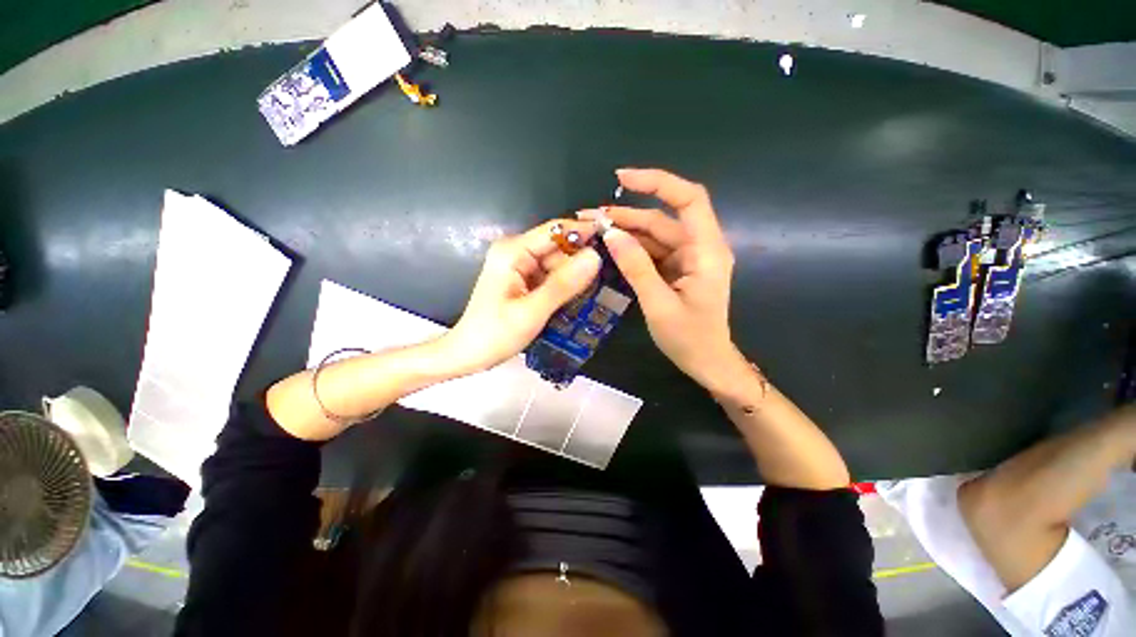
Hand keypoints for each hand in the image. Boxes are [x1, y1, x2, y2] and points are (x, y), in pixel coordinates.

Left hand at [443, 220, 601, 374]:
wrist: (469, 354)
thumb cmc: (495, 334)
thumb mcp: (532, 311)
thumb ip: (564, 284)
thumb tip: (596, 257)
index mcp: (513, 251)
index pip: (556, 230)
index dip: (585, 232)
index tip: (614, 240)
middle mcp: (516, 252)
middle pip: (558, 247)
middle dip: (581, 260)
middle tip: (609, 275)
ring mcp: (519, 266)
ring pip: (557, 263)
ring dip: (575, 276)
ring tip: (598, 290)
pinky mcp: (523, 279)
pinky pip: (551, 275)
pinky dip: (565, 285)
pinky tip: (579, 296)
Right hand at [580, 168, 744, 392]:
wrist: (708, 362)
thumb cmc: (689, 339)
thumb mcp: (658, 305)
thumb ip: (636, 268)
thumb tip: (612, 235)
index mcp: (706, 251)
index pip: (688, 199)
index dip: (657, 182)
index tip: (622, 179)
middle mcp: (700, 247)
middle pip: (662, 218)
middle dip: (626, 215)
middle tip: (590, 217)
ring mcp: (688, 258)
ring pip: (655, 235)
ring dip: (625, 232)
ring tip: (592, 231)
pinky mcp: (678, 269)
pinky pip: (653, 252)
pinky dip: (632, 249)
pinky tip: (609, 249)